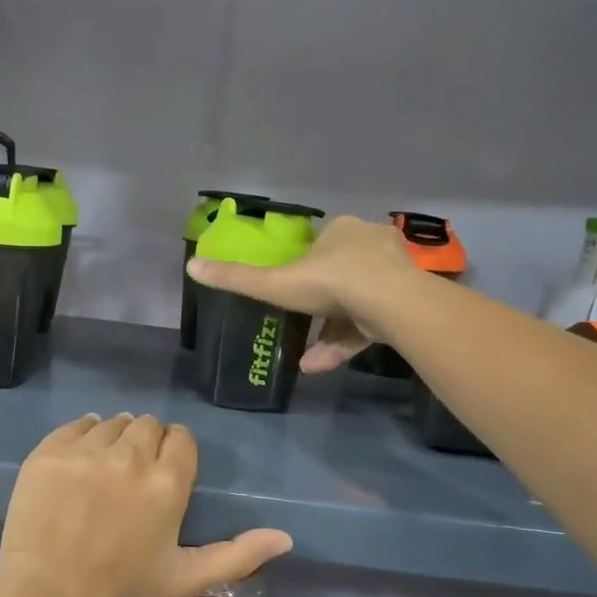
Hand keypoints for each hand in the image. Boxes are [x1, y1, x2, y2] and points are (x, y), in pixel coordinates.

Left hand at [0, 414, 292, 596]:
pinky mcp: (50, 451)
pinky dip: (81, 436)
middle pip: (147, 425)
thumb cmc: (122, 590)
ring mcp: (87, 450)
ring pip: (112, 422)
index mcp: (168, 482)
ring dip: (114, 438)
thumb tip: (286, 538)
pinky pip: (75, 425)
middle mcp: (131, 456)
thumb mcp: (186, 577)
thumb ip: (238, 555)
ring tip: (103, 470)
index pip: (180, 438)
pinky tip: (79, 460)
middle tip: (132, 475)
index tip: (164, 471)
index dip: (174, 451)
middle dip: (146, 443)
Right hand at [185, 215, 422, 371]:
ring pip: (355, 303)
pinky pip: (369, 323)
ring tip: (305, 360)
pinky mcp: (404, 303)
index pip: (321, 244)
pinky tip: (320, 366)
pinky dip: (345, 343)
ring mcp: (393, 273)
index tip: (291, 287)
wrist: (391, 303)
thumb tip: (192, 265)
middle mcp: (370, 244)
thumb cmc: (331, 283)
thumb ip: (237, 278)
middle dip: (319, 303)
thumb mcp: (276, 283)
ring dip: (328, 332)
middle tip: (299, 323)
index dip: (305, 266)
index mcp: (342, 230)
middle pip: (340, 273)